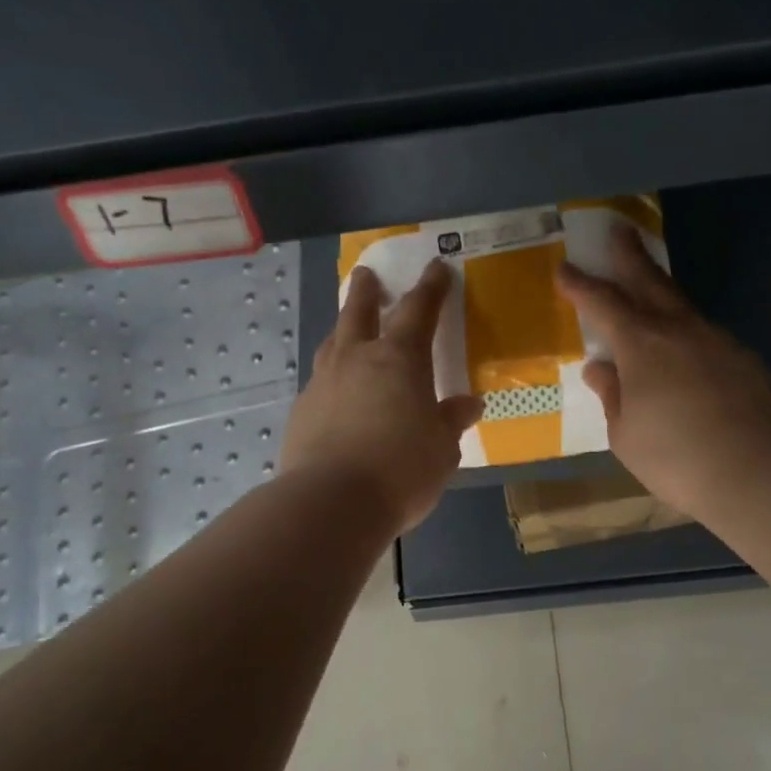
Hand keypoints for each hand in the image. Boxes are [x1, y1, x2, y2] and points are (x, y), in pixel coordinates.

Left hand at [282, 260, 482, 534]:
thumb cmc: (400, 470)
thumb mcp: (442, 448)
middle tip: (365, 274)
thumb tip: (468, 404)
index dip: (431, 288)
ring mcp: (323, 383)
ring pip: (333, 343)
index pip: (419, 311)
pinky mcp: (302, 411)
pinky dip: (333, 378)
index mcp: (399, 360)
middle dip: (365, 291)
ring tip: (347, 330)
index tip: (437, 267)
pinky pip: (321, 382)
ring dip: (343, 330)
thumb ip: (451, 420)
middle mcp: (357, 360)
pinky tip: (337, 394)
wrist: (330, 503)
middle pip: (358, 312)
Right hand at [555, 223, 770, 519]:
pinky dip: (685, 332)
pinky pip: (704, 335)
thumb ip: (612, 395)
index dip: (580, 286)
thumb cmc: (676, 458)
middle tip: (618, 231)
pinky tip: (683, 352)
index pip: (603, 303)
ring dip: (660, 291)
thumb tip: (601, 369)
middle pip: (649, 281)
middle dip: (629, 255)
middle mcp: (679, 330)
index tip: (564, 268)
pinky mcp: (744, 359)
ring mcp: (717, 341)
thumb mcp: (625, 434)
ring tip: (647, 288)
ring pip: (681, 306)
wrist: (759, 473)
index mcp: (642, 345)